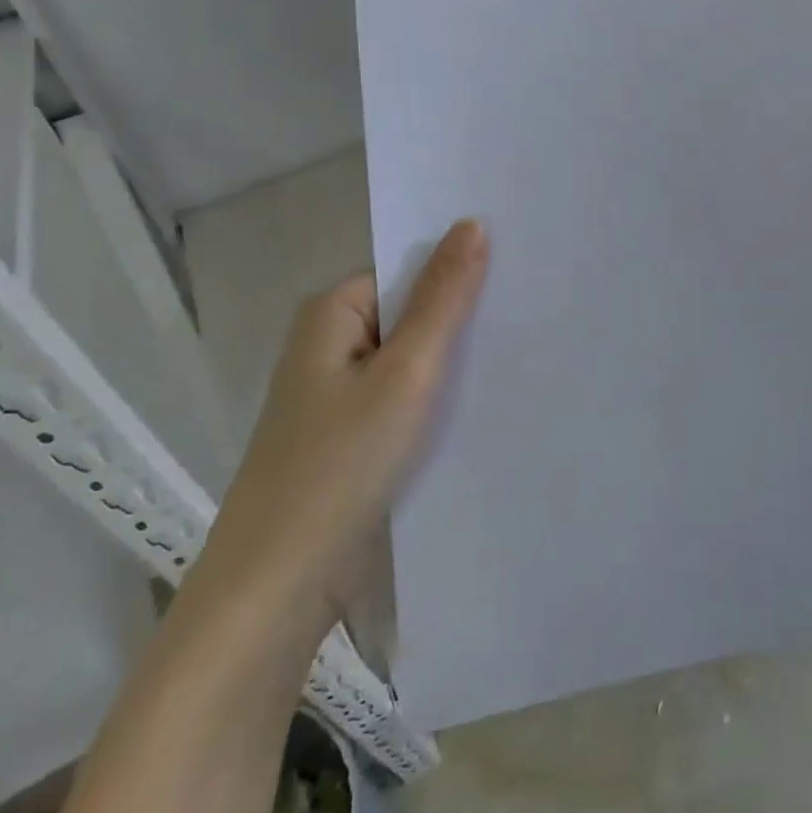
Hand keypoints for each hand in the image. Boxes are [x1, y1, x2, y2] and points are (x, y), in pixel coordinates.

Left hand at [202, 220, 489, 622]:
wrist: (280, 590)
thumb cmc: (340, 465)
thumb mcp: (405, 372)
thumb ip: (443, 299)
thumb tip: (473, 223)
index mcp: (331, 315)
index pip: (406, 271)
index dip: (458, 271)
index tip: (517, 274)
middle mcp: (331, 347)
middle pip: (410, 314)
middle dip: (462, 318)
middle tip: (532, 313)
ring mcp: (341, 397)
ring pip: (412, 361)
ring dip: (455, 362)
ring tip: (523, 353)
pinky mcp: (354, 439)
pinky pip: (406, 400)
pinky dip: (440, 400)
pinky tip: (488, 403)